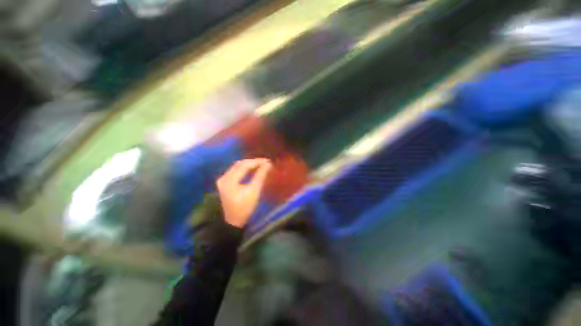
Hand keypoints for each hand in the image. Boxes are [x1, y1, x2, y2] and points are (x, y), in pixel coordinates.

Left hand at [217, 159, 271, 227]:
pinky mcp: (224, 183)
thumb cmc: (244, 208)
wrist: (232, 222)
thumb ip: (261, 176)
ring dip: (249, 165)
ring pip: (237, 167)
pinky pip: (235, 171)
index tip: (268, 161)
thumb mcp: (254, 191)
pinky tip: (252, 170)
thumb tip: (268, 164)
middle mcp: (224, 177)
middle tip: (265, 163)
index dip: (257, 162)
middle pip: (239, 164)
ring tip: (260, 165)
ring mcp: (222, 180)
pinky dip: (244, 169)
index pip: (244, 165)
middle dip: (253, 162)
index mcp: (230, 180)